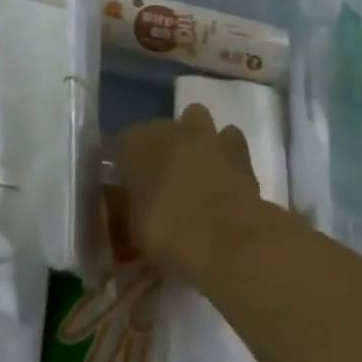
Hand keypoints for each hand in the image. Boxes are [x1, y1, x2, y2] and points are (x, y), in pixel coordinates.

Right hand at [113, 105, 264, 281]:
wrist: (227, 242)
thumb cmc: (169, 236)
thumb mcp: (135, 231)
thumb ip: (132, 212)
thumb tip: (134, 212)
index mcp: (137, 144)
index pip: (122, 142)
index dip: (125, 162)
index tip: (126, 183)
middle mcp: (170, 130)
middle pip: (159, 128)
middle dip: (159, 147)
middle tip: (160, 179)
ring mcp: (207, 135)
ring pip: (196, 119)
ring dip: (193, 138)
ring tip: (194, 168)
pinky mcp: (238, 149)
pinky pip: (228, 139)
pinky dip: (225, 151)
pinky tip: (223, 173)